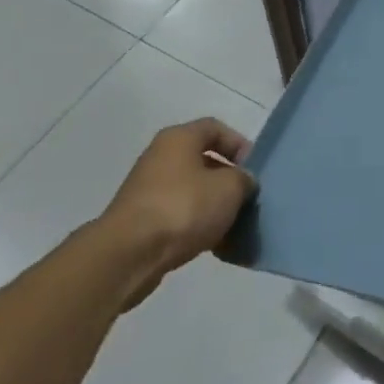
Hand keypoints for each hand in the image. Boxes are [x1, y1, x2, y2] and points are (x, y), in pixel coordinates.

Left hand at [100, 118, 255, 308]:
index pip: (215, 128)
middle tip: (248, 197)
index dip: (239, 144)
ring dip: (215, 204)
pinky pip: (179, 214)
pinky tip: (214, 243)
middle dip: (229, 178)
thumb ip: (244, 179)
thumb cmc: (184, 207)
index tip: (254, 169)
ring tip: (234, 223)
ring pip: (193, 190)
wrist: (130, 254)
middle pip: (204, 160)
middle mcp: (160, 158)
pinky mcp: (142, 220)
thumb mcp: (230, 187)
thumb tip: (242, 182)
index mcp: (178, 139)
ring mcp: (148, 190)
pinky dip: (197, 224)